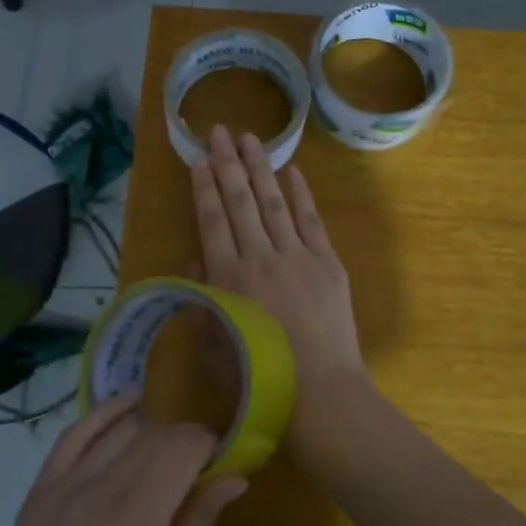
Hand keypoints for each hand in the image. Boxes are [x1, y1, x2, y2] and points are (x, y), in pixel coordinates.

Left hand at [0, 392, 245, 525]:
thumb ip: (199, 525)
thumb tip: (235, 477)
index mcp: (127, 525)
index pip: (178, 449)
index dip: (206, 444)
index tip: (222, 459)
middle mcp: (87, 495)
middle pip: (149, 434)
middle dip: (183, 438)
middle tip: (201, 463)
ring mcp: (53, 493)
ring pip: (115, 430)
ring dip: (149, 430)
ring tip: (168, 451)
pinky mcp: (33, 499)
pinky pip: (70, 438)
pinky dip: (101, 418)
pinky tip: (128, 409)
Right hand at [192, 125, 374, 471]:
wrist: (320, 395)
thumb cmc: (260, 380)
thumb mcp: (215, 346)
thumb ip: (203, 299)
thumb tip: (197, 258)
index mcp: (228, 278)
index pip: (211, 220)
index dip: (203, 188)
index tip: (198, 159)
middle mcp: (260, 257)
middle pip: (240, 201)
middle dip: (227, 163)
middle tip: (219, 130)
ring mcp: (297, 256)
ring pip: (274, 201)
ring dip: (261, 167)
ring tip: (250, 137)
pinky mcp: (327, 263)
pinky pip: (311, 220)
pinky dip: (301, 194)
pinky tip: (292, 172)